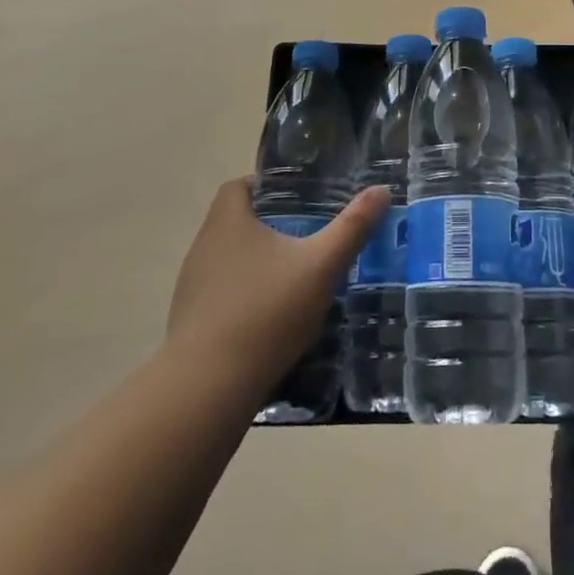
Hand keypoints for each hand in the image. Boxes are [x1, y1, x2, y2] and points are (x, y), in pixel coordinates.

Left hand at [166, 178, 388, 390]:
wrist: (208, 388)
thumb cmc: (266, 312)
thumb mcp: (321, 266)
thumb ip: (352, 228)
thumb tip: (382, 190)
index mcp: (228, 221)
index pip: (238, 186)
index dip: (267, 187)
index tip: (301, 199)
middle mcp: (204, 246)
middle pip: (237, 222)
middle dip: (272, 226)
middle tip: (311, 236)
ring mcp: (193, 286)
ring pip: (231, 260)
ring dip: (259, 263)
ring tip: (297, 277)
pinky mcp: (191, 322)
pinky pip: (224, 295)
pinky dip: (247, 296)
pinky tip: (274, 318)